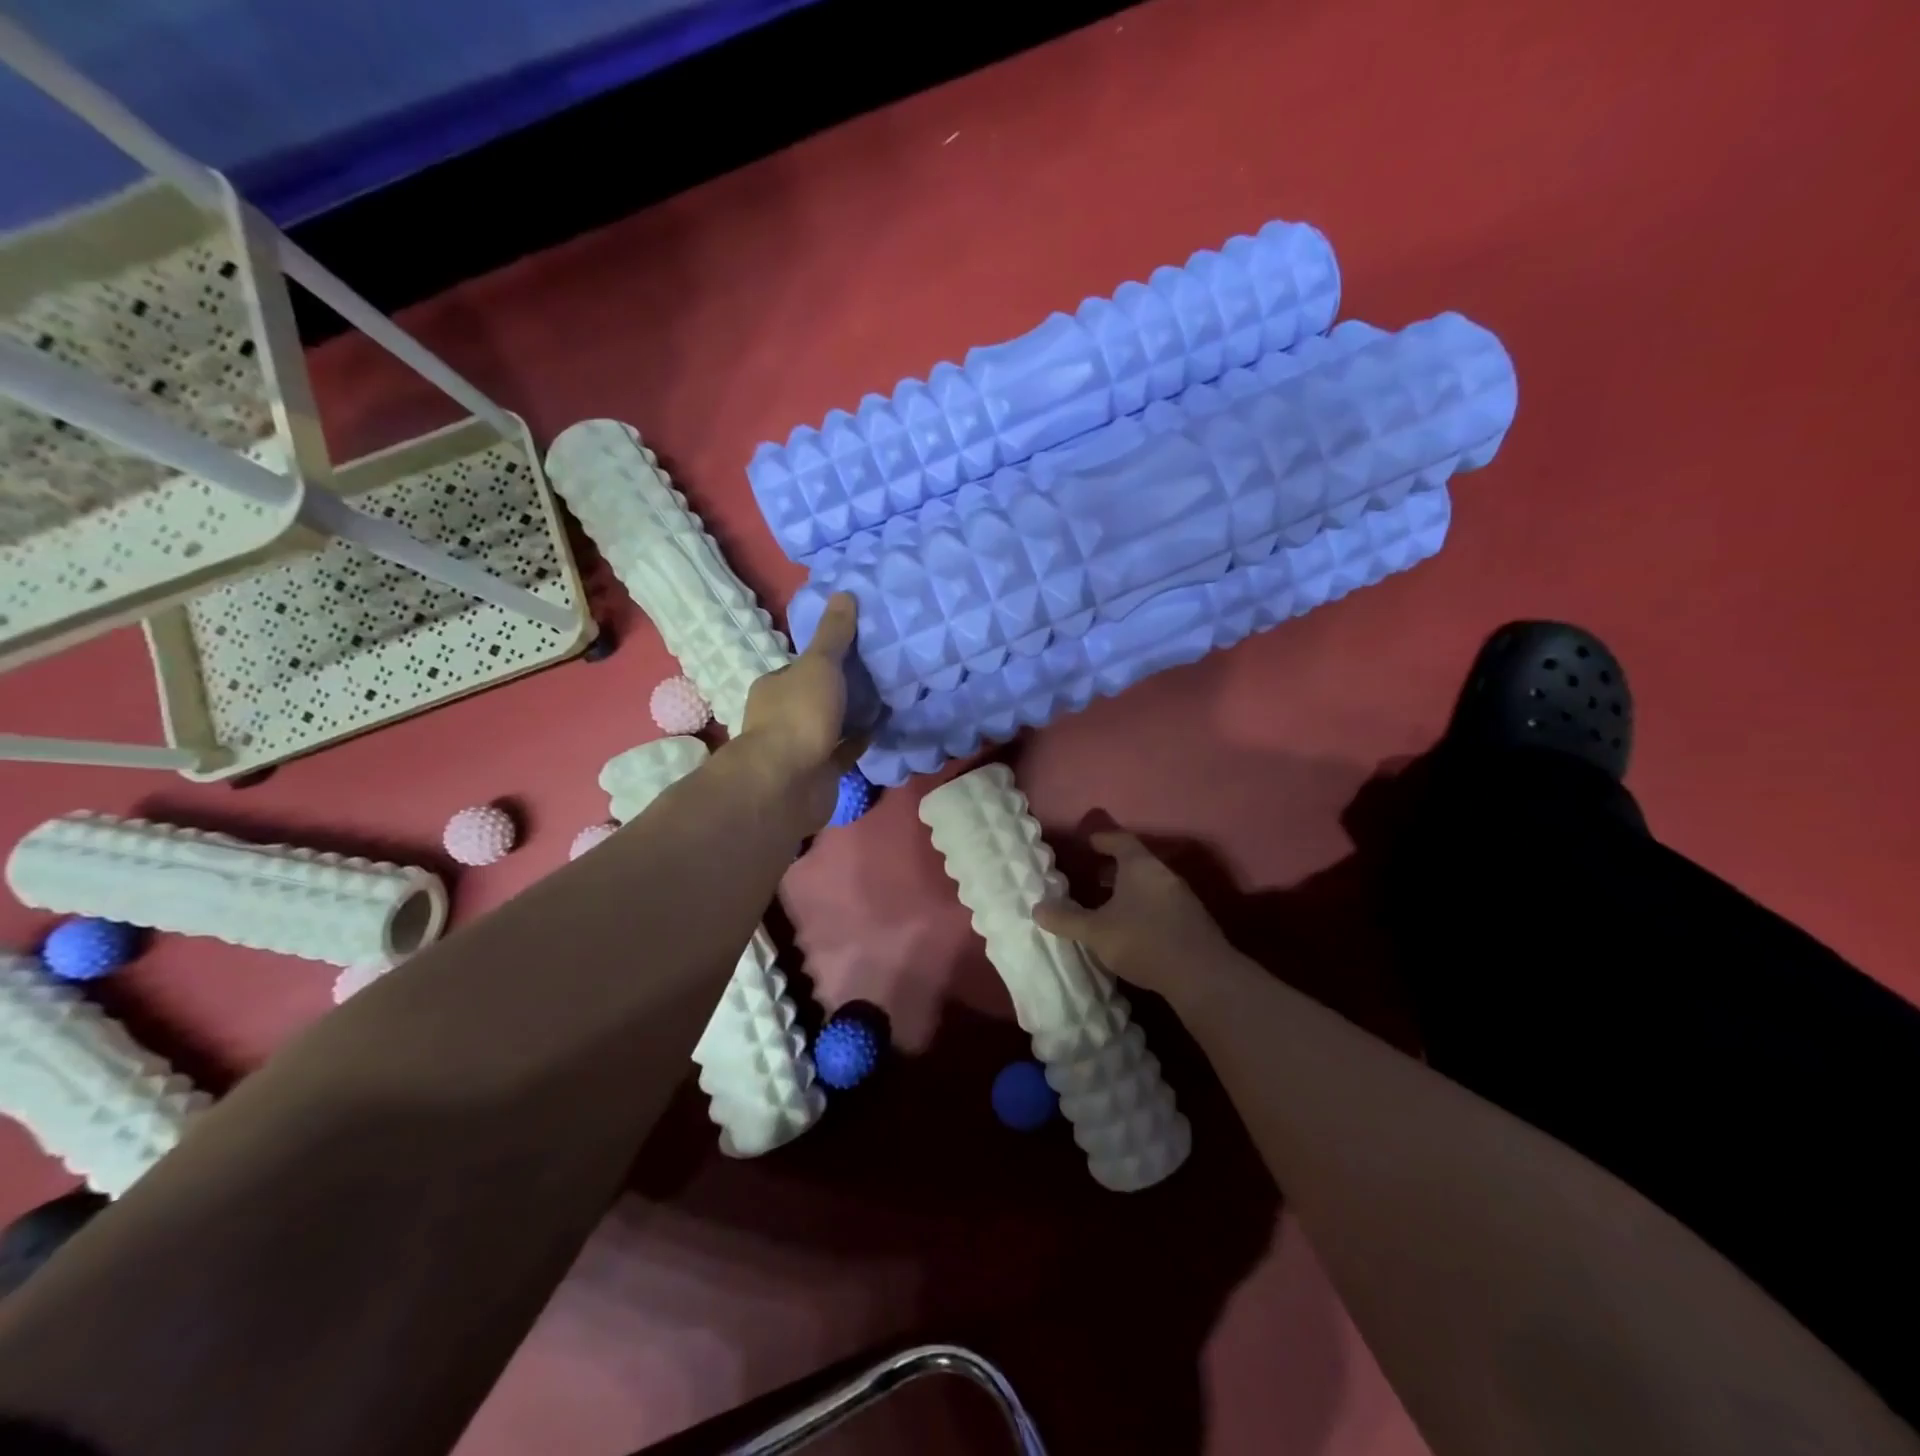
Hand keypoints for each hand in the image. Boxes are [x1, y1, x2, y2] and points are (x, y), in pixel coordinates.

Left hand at [733, 593, 871, 833]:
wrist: (787, 784)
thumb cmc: (798, 716)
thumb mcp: (819, 665)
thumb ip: (834, 635)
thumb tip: (844, 593)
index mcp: (775, 687)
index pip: (801, 667)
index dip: (827, 657)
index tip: (858, 648)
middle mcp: (783, 715)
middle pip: (817, 695)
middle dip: (843, 687)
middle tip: (880, 671)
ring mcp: (801, 747)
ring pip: (831, 724)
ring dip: (853, 714)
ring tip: (888, 696)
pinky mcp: (820, 772)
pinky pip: (845, 750)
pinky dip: (861, 740)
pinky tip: (884, 726)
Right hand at [1033, 830, 1238, 1000]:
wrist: (1202, 975)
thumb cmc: (1143, 940)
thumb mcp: (1096, 932)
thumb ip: (1066, 919)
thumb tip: (1036, 908)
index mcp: (1140, 866)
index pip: (1120, 840)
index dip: (1102, 839)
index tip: (1088, 842)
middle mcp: (1163, 874)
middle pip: (1136, 862)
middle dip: (1113, 868)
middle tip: (1092, 876)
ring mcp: (1182, 897)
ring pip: (1149, 884)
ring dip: (1129, 890)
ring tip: (1108, 905)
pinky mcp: (1192, 921)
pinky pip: (1161, 903)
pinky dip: (1144, 907)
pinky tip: (1133, 928)